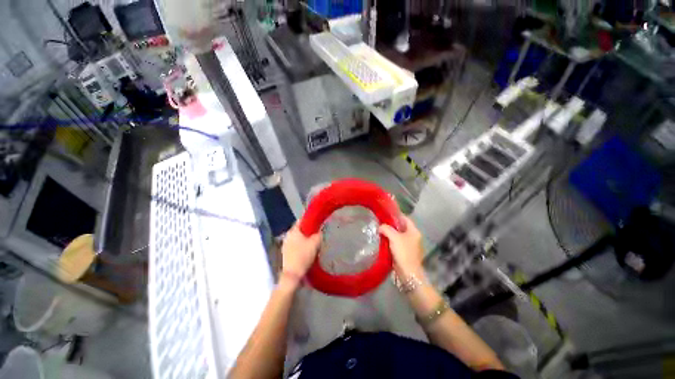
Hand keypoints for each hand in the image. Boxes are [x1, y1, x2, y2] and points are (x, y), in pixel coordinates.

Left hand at [281, 224, 321, 278]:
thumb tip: (319, 232)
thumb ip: (318, 235)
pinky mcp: (285, 254)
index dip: (310, 220)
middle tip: (317, 235)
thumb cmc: (303, 256)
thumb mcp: (315, 243)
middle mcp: (287, 236)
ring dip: (304, 240)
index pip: (301, 220)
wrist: (292, 275)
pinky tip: (307, 252)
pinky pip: (295, 246)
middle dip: (308, 232)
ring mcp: (285, 245)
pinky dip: (301, 247)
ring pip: (297, 238)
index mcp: (293, 230)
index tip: (317, 223)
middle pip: (299, 230)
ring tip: (313, 245)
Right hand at [379, 216, 423, 277]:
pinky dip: (391, 242)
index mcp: (414, 231)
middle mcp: (414, 237)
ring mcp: (410, 246)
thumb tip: (380, 227)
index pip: (405, 219)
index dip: (396, 215)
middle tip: (381, 223)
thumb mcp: (394, 237)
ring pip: (399, 236)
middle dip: (391, 225)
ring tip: (380, 231)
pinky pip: (397, 244)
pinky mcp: (406, 253)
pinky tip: (383, 241)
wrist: (408, 273)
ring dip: (390, 234)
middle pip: (402, 227)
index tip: (386, 214)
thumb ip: (386, 229)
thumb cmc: (403, 252)